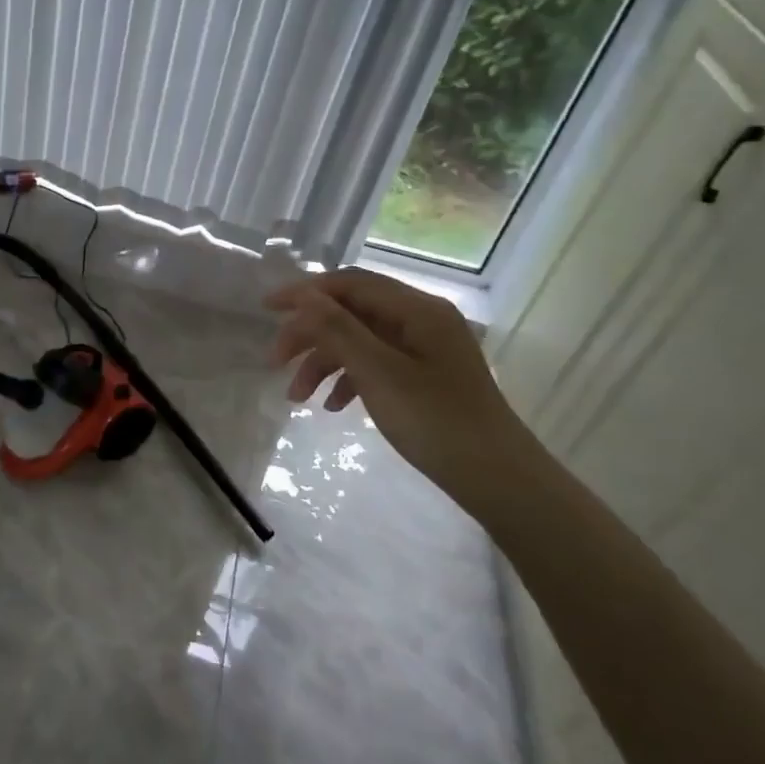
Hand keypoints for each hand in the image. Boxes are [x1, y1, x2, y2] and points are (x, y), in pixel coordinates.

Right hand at [265, 269, 542, 500]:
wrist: (498, 480)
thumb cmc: (436, 422)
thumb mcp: (378, 373)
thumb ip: (338, 330)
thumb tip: (303, 296)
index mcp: (417, 309)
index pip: (350, 284)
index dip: (305, 292)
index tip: (266, 310)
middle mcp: (421, 319)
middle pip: (351, 311)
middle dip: (310, 334)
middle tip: (275, 362)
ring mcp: (424, 348)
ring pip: (359, 340)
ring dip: (324, 362)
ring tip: (297, 397)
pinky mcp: (424, 375)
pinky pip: (375, 363)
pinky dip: (348, 379)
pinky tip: (331, 407)